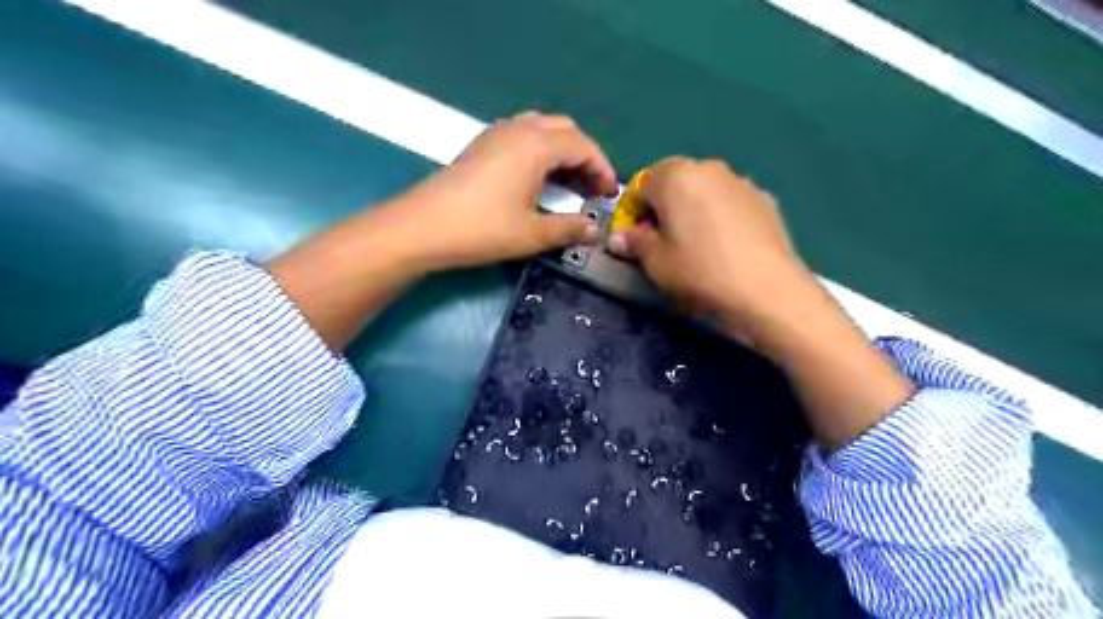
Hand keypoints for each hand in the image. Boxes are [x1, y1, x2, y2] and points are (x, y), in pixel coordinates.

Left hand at [365, 111, 617, 269]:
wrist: (423, 227)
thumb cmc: (482, 229)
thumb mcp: (532, 233)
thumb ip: (569, 229)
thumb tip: (596, 230)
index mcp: (536, 145)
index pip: (583, 146)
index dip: (602, 168)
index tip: (610, 194)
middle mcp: (519, 129)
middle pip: (565, 130)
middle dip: (585, 156)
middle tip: (593, 188)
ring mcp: (497, 133)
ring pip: (543, 129)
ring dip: (562, 151)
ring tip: (570, 183)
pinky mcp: (482, 144)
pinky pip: (523, 135)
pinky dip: (541, 151)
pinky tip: (538, 178)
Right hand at [607, 158, 812, 333]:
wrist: (768, 290)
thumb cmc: (700, 272)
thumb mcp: (656, 262)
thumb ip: (634, 243)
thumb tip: (620, 237)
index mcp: (675, 176)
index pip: (641, 185)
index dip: (633, 212)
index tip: (635, 239)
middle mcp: (708, 168)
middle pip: (674, 182)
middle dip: (663, 208)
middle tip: (663, 242)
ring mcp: (741, 181)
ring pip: (704, 191)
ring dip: (692, 210)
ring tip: (697, 246)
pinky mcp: (765, 200)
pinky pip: (730, 202)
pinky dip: (720, 217)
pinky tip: (726, 248)